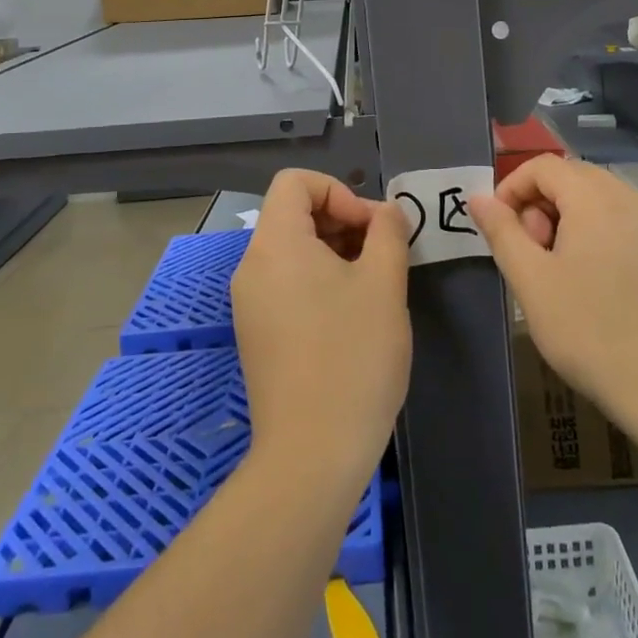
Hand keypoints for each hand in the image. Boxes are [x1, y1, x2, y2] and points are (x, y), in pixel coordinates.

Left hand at [231, 170, 411, 487]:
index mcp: (275, 243)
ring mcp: (249, 304)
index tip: (371, 228)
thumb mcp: (384, 284)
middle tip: (383, 255)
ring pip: (293, 251)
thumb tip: (386, 213)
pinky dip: (319, 282)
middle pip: (293, 214)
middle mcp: (252, 266)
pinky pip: (286, 284)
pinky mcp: (256, 335)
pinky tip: (352, 317)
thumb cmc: (353, 356)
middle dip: (342, 222)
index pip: (295, 182)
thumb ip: (388, 232)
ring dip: (336, 253)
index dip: (339, 191)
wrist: (312, 455)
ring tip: (373, 287)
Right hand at [469, 156, 637, 445]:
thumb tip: (479, 198)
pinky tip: (591, 281)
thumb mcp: (532, 281)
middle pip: (571, 178)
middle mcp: (630, 196)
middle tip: (530, 254)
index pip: (543, 166)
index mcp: (595, 196)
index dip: (511, 188)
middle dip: (538, 205)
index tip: (498, 229)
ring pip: (597, 199)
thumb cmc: (591, 331)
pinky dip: (595, 233)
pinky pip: (621, 221)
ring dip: (566, 220)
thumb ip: (502, 232)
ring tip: (557, 271)